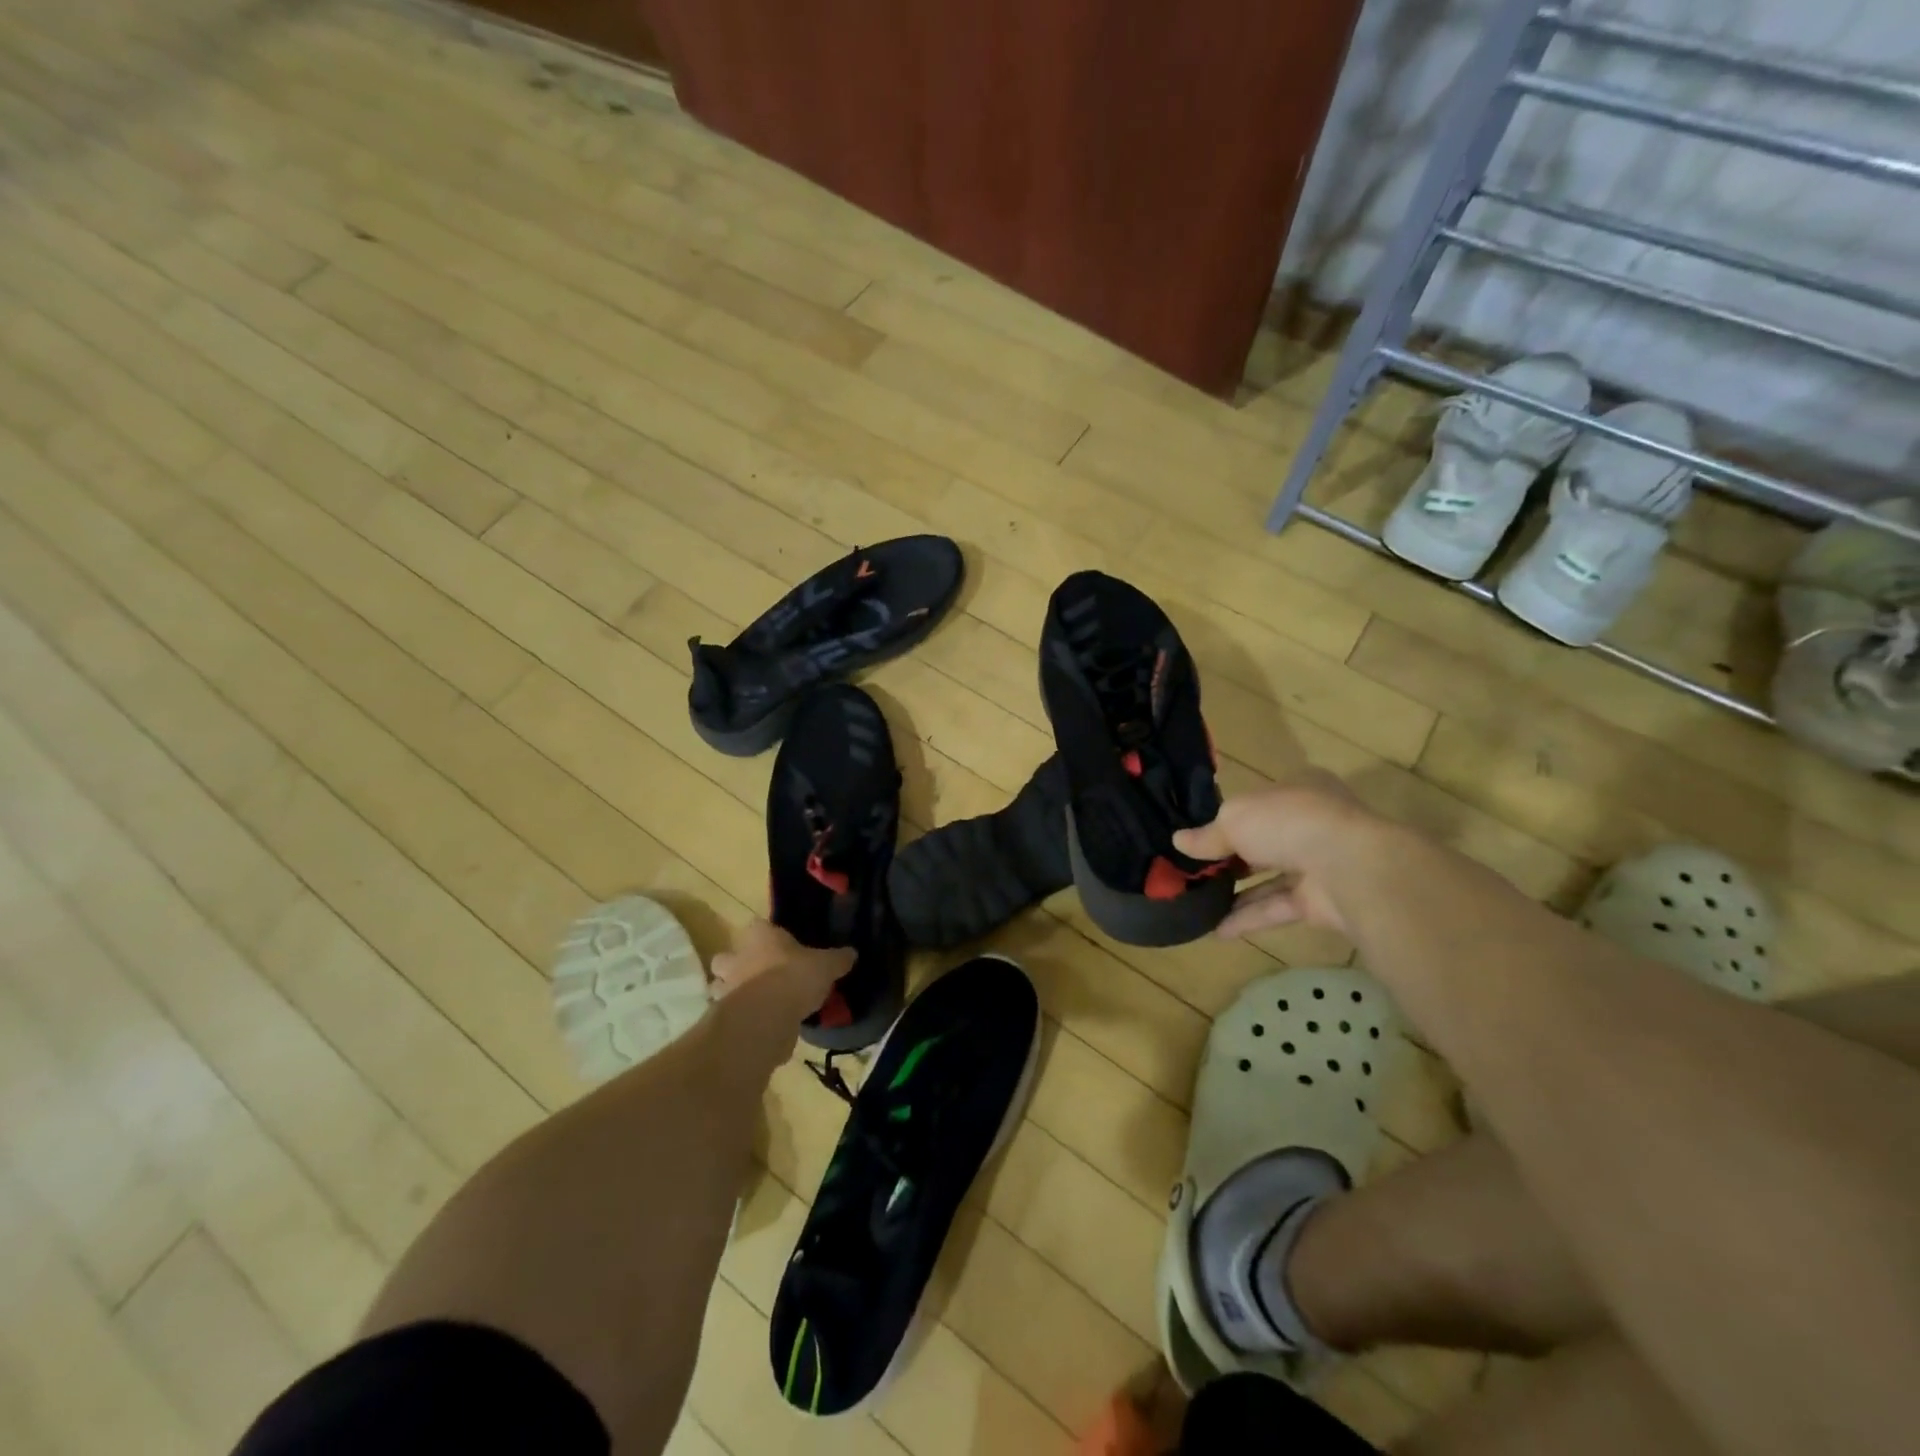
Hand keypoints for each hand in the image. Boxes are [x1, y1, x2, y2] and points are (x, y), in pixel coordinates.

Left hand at [711, 919, 853, 1014]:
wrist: (766, 1018)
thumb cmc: (794, 977)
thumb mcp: (826, 966)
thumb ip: (838, 959)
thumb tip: (852, 953)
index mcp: (759, 936)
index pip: (758, 926)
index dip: (767, 935)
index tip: (781, 946)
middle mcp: (737, 957)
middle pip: (727, 957)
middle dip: (738, 965)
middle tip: (761, 975)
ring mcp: (725, 988)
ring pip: (721, 987)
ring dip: (734, 993)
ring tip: (759, 1004)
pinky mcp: (723, 1018)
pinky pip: (731, 1015)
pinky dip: (741, 1019)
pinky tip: (759, 1025)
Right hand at [1173, 772, 1387, 939]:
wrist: (1348, 868)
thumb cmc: (1288, 823)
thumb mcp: (1235, 818)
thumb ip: (1208, 834)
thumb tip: (1178, 841)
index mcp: (1298, 789)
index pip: (1260, 802)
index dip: (1230, 818)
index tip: (1200, 835)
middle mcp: (1311, 824)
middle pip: (1264, 841)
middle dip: (1232, 857)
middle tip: (1195, 871)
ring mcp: (1319, 863)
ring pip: (1271, 878)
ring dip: (1237, 892)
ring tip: (1200, 902)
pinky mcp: (1321, 901)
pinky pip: (1278, 908)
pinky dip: (1249, 918)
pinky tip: (1217, 930)